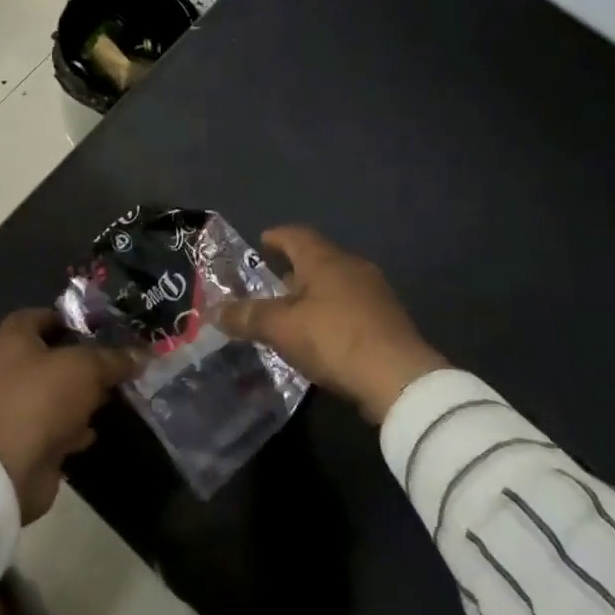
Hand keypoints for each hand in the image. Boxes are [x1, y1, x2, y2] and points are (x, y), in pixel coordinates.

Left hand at [0, 309, 140, 522]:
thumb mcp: (85, 369)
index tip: (93, 326)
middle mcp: (7, 371)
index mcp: (13, 342)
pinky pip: (51, 426)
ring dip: (78, 396)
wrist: (9, 469)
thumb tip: (141, 354)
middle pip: (47, 356)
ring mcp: (12, 408)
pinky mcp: (21, 441)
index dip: (61, 317)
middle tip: (112, 361)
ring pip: (51, 393)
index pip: (34, 317)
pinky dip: (71, 428)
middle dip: (79, 360)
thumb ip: (113, 359)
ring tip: (111, 395)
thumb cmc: (42, 400)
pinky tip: (94, 431)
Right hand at [218, 226, 448, 422]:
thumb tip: (215, 311)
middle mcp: (353, 268)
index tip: (261, 242)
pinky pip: (350, 307)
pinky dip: (330, 314)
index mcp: (326, 260)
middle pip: (317, 259)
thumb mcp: (281, 328)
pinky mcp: (388, 322)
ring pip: (335, 285)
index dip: (276, 237)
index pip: (296, 235)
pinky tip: (320, 336)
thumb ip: (247, 317)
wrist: (400, 380)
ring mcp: (375, 295)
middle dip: (292, 270)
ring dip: (312, 295)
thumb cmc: (334, 339)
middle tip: (270, 284)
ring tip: (291, 314)